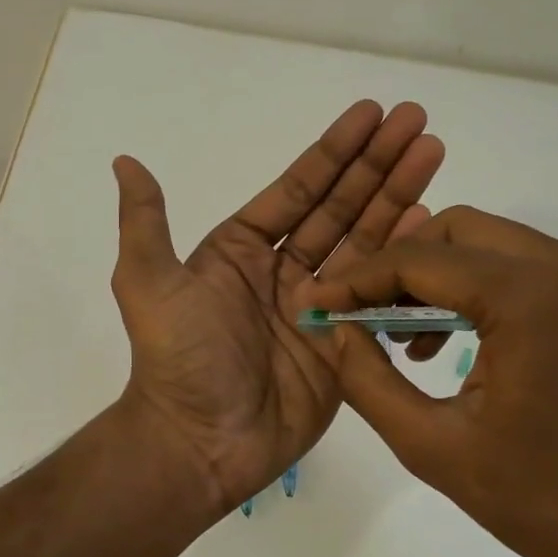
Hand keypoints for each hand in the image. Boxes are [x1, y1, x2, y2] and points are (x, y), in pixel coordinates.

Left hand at [110, 102, 442, 511]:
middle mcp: (284, 272)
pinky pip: (379, 296)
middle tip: (418, 120)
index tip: (371, 113)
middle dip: (377, 164)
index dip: (334, 152)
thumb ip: (145, 222)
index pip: (297, 190)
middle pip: (340, 207)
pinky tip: (429, 223)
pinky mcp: (345, 346)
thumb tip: (124, 160)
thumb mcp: (147, 284)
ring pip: (366, 243)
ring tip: (433, 153)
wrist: (200, 443)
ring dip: (399, 198)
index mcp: (241, 251)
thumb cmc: (178, 360)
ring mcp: (319, 308)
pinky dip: (403, 261)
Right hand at [308, 206, 557, 556]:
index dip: (359, 279)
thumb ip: (366, 378)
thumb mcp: (429, 444)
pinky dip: (475, 289)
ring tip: (402, 338)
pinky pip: (520, 268)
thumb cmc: (536, 498)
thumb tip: (331, 328)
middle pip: (457, 231)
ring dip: (436, 276)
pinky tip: (449, 342)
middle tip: (362, 315)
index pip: (422, 260)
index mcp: (531, 298)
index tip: (319, 304)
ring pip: (488, 243)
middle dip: (399, 266)